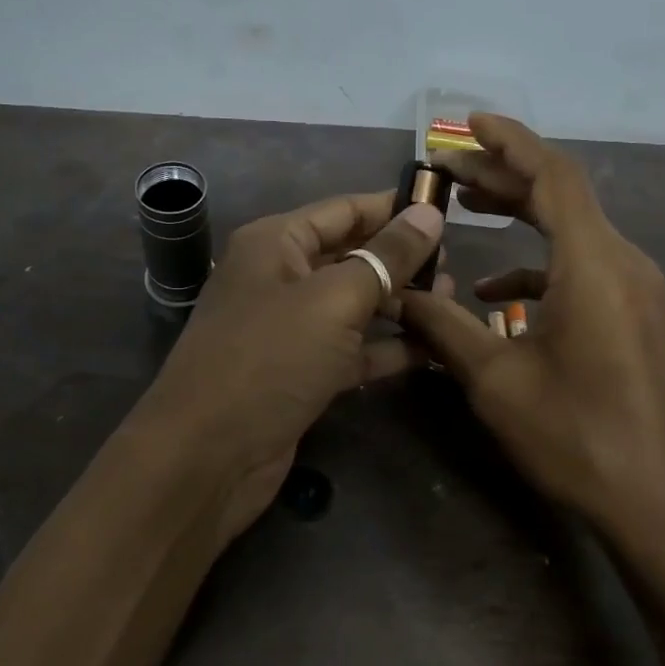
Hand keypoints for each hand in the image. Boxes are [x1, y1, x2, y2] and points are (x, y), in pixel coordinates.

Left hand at [140, 191, 446, 547]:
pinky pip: (352, 349)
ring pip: (355, 304)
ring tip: (451, 302)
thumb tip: (430, 213)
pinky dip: (387, 348)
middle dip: (401, 260)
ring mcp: (290, 329)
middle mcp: (281, 278)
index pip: (345, 210)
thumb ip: (386, 256)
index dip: (394, 208)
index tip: (447, 211)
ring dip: (400, 304)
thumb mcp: (334, 300)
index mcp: (276, 243)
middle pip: (351, 256)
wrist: (209, 457)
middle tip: (455, 266)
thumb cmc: (270, 359)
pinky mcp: (302, 373)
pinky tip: (431, 349)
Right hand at [398, 116, 664, 571]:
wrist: (658, 502)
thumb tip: (399, 296)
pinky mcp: (636, 316)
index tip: (468, 123)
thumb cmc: (576, 437)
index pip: (553, 175)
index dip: (510, 141)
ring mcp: (636, 290)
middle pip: (562, 196)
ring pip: (573, 230)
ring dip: (521, 216)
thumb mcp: (495, 381)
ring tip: (467, 209)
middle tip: (449, 170)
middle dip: (504, 176)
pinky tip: (499, 294)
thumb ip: (444, 328)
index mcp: (593, 264)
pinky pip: (584, 268)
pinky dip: (539, 265)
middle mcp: (623, 263)